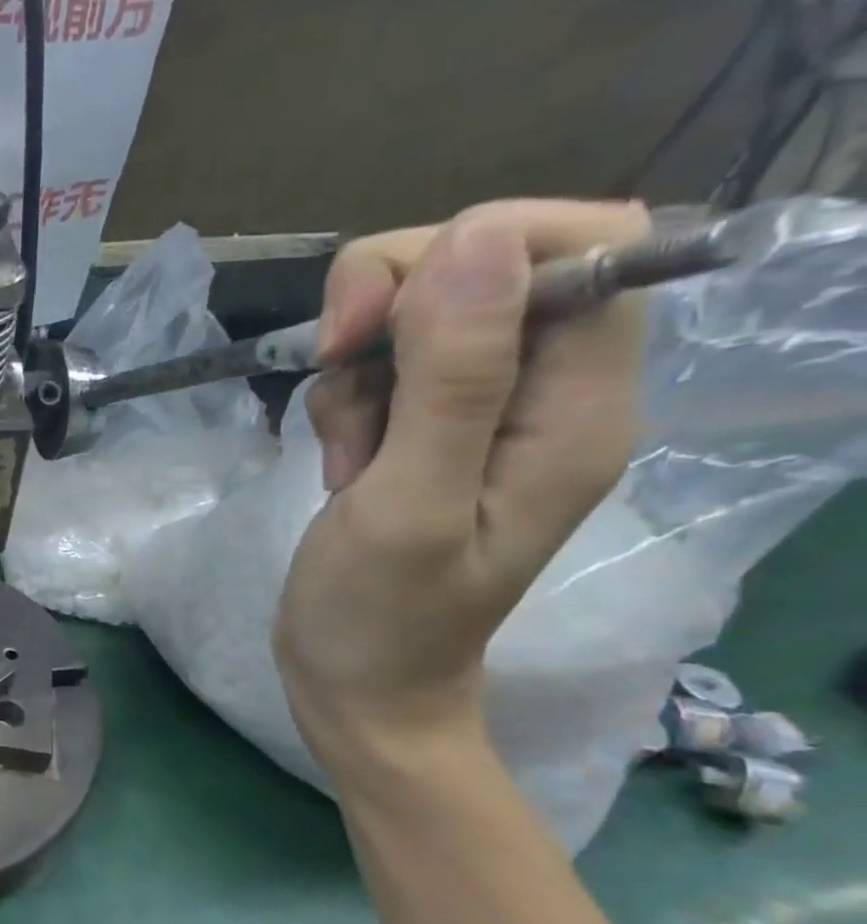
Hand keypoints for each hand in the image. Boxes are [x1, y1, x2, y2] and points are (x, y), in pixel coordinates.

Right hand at [274, 199, 650, 774]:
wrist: (356, 684)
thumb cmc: (381, 615)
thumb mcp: (410, 503)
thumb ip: (451, 379)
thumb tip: (474, 239)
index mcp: (577, 408)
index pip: (585, 244)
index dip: (481, 246)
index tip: (388, 313)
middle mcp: (544, 393)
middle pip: (483, 264)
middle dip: (391, 301)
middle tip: (338, 364)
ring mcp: (480, 410)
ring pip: (415, 314)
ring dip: (357, 365)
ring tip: (347, 454)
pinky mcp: (425, 428)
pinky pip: (380, 366)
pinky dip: (344, 398)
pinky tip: (342, 463)